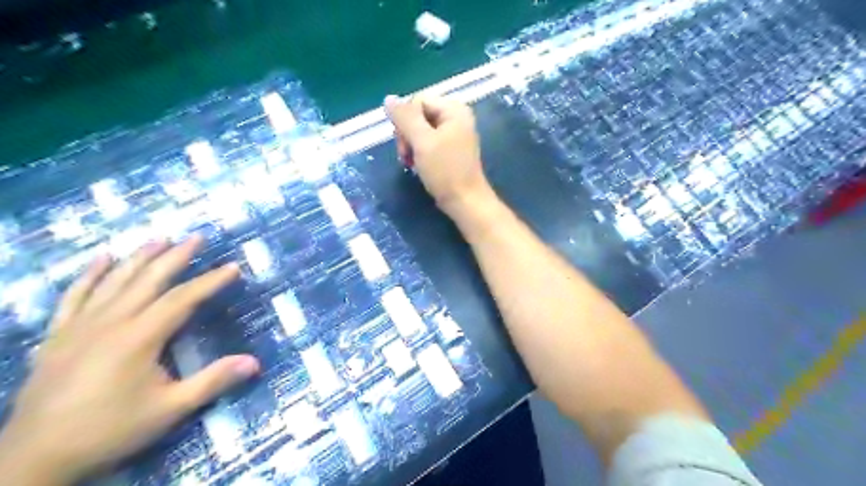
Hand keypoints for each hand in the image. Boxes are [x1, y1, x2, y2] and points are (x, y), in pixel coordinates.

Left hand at [0, 234, 257, 481]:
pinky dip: (89, 275)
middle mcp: (110, 322)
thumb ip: (213, 381)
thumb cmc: (111, 430)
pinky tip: (102, 259)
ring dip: (139, 257)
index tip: (233, 267)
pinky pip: (74, 296)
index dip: (211, 281)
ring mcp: (79, 326)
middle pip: (149, 279)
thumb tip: (255, 362)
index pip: (183, 298)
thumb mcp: (170, 409)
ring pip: (114, 280)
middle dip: (176, 256)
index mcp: (139, 337)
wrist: (35, 458)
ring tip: (160, 238)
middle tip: (197, 236)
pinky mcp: (58, 335)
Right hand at [385, 95, 493, 215]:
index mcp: (453, 109)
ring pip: (420, 130)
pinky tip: (417, 165)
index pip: (417, 101)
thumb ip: (405, 118)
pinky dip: (419, 153)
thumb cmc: (445, 171)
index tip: (404, 144)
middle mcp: (456, 117)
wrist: (465, 201)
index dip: (405, 120)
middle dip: (407, 134)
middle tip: (406, 156)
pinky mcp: (450, 150)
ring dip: (410, 145)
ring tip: (410, 163)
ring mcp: (454, 134)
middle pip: (418, 115)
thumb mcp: (422, 141)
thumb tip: (388, 98)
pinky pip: (427, 143)